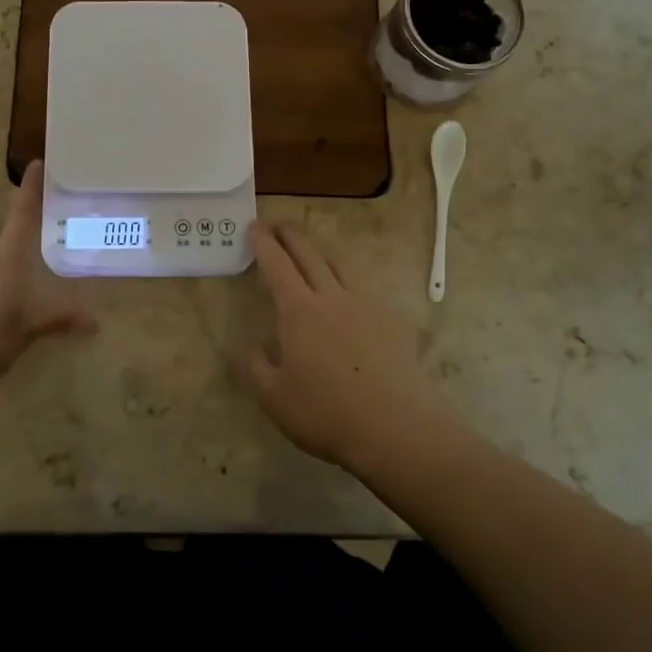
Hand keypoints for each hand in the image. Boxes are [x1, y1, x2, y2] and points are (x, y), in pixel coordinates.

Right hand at [241, 221, 448, 469]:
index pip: (277, 266)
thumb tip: (254, 348)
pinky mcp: (391, 322)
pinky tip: (350, 303)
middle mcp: (332, 297)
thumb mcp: (275, 398)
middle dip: (291, 236)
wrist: (396, 427)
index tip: (254, 226)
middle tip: (279, 224)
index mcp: (298, 311)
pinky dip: (349, 286)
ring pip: (340, 267)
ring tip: (314, 254)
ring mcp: (366, 306)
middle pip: (309, 255)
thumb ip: (258, 369)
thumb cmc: (326, 412)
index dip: (263, 244)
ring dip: (322, 254)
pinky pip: (364, 293)